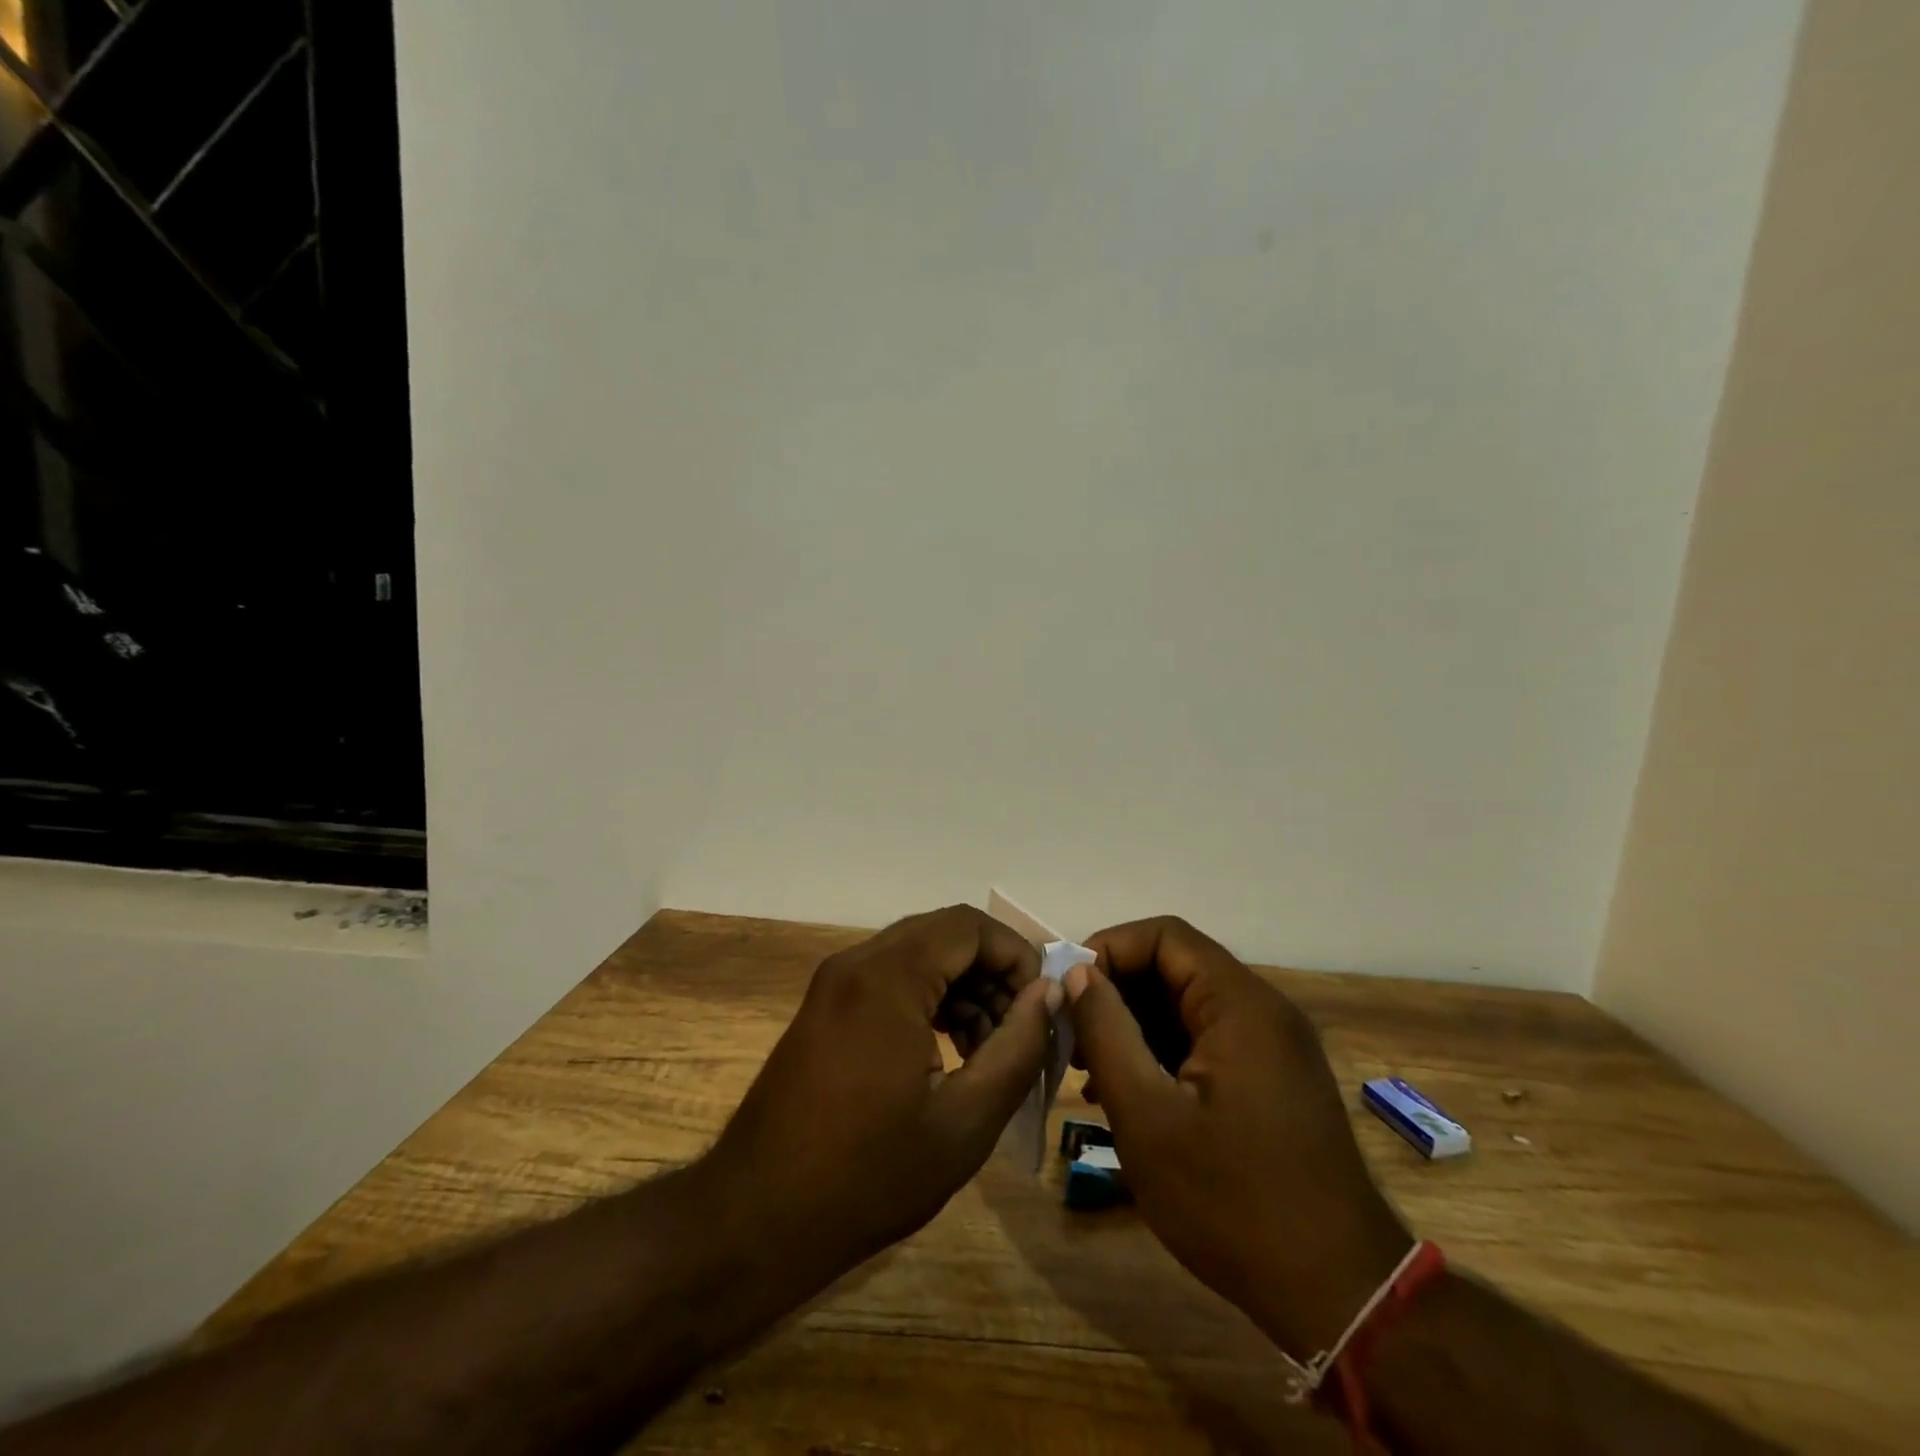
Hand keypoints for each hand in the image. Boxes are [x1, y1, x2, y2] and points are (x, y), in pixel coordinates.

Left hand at [703, 905, 1056, 1278]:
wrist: (756, 1219)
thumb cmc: (868, 1176)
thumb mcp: (965, 1122)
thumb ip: (1017, 1048)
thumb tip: (1047, 994)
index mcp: (887, 977)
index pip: (969, 927)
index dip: (1017, 956)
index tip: (1041, 1007)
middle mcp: (857, 963)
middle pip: (944, 935)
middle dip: (992, 974)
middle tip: (1019, 1032)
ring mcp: (835, 984)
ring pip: (918, 956)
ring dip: (963, 989)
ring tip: (988, 1052)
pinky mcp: (825, 1008)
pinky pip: (891, 979)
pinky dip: (929, 1001)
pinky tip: (949, 1054)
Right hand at [1066, 917, 1411, 1359]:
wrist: (1340, 1296)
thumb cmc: (1233, 1202)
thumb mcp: (1148, 1117)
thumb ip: (1107, 1032)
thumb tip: (1078, 974)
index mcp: (1241, 1004)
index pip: (1164, 936)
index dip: (1109, 950)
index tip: (1069, 992)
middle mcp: (1262, 1011)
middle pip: (1175, 968)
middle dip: (1116, 994)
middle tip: (1072, 1039)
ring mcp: (1272, 1047)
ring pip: (1187, 1007)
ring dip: (1135, 1027)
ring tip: (1091, 1073)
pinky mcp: (1272, 1079)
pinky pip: (1206, 1041)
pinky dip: (1163, 1054)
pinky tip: (1131, 1096)